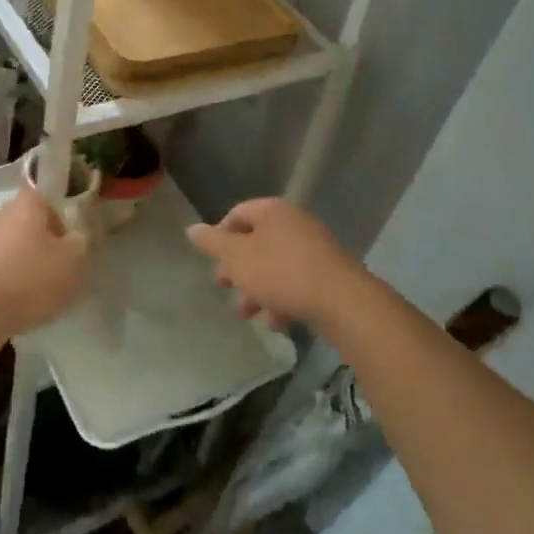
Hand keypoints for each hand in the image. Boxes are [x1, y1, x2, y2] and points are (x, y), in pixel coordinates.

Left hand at [0, 188, 89, 337]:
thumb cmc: (30, 280)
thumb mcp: (73, 262)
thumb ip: (80, 243)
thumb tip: (76, 237)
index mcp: (25, 205)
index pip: (45, 199)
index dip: (58, 219)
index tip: (66, 243)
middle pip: (25, 222)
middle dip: (40, 242)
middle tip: (54, 269)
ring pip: (8, 245)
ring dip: (19, 262)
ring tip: (33, 292)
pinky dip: (3, 280)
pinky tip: (12, 303)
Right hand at [187, 197, 368, 330]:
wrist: (342, 301)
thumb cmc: (281, 272)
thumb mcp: (237, 258)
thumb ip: (212, 243)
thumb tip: (191, 228)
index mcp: (272, 211)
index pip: (237, 214)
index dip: (220, 236)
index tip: (213, 261)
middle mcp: (294, 223)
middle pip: (256, 241)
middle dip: (238, 268)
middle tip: (224, 287)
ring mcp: (314, 247)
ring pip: (275, 265)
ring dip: (257, 288)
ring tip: (248, 314)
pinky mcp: (328, 273)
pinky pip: (296, 280)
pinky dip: (282, 298)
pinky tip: (276, 322)